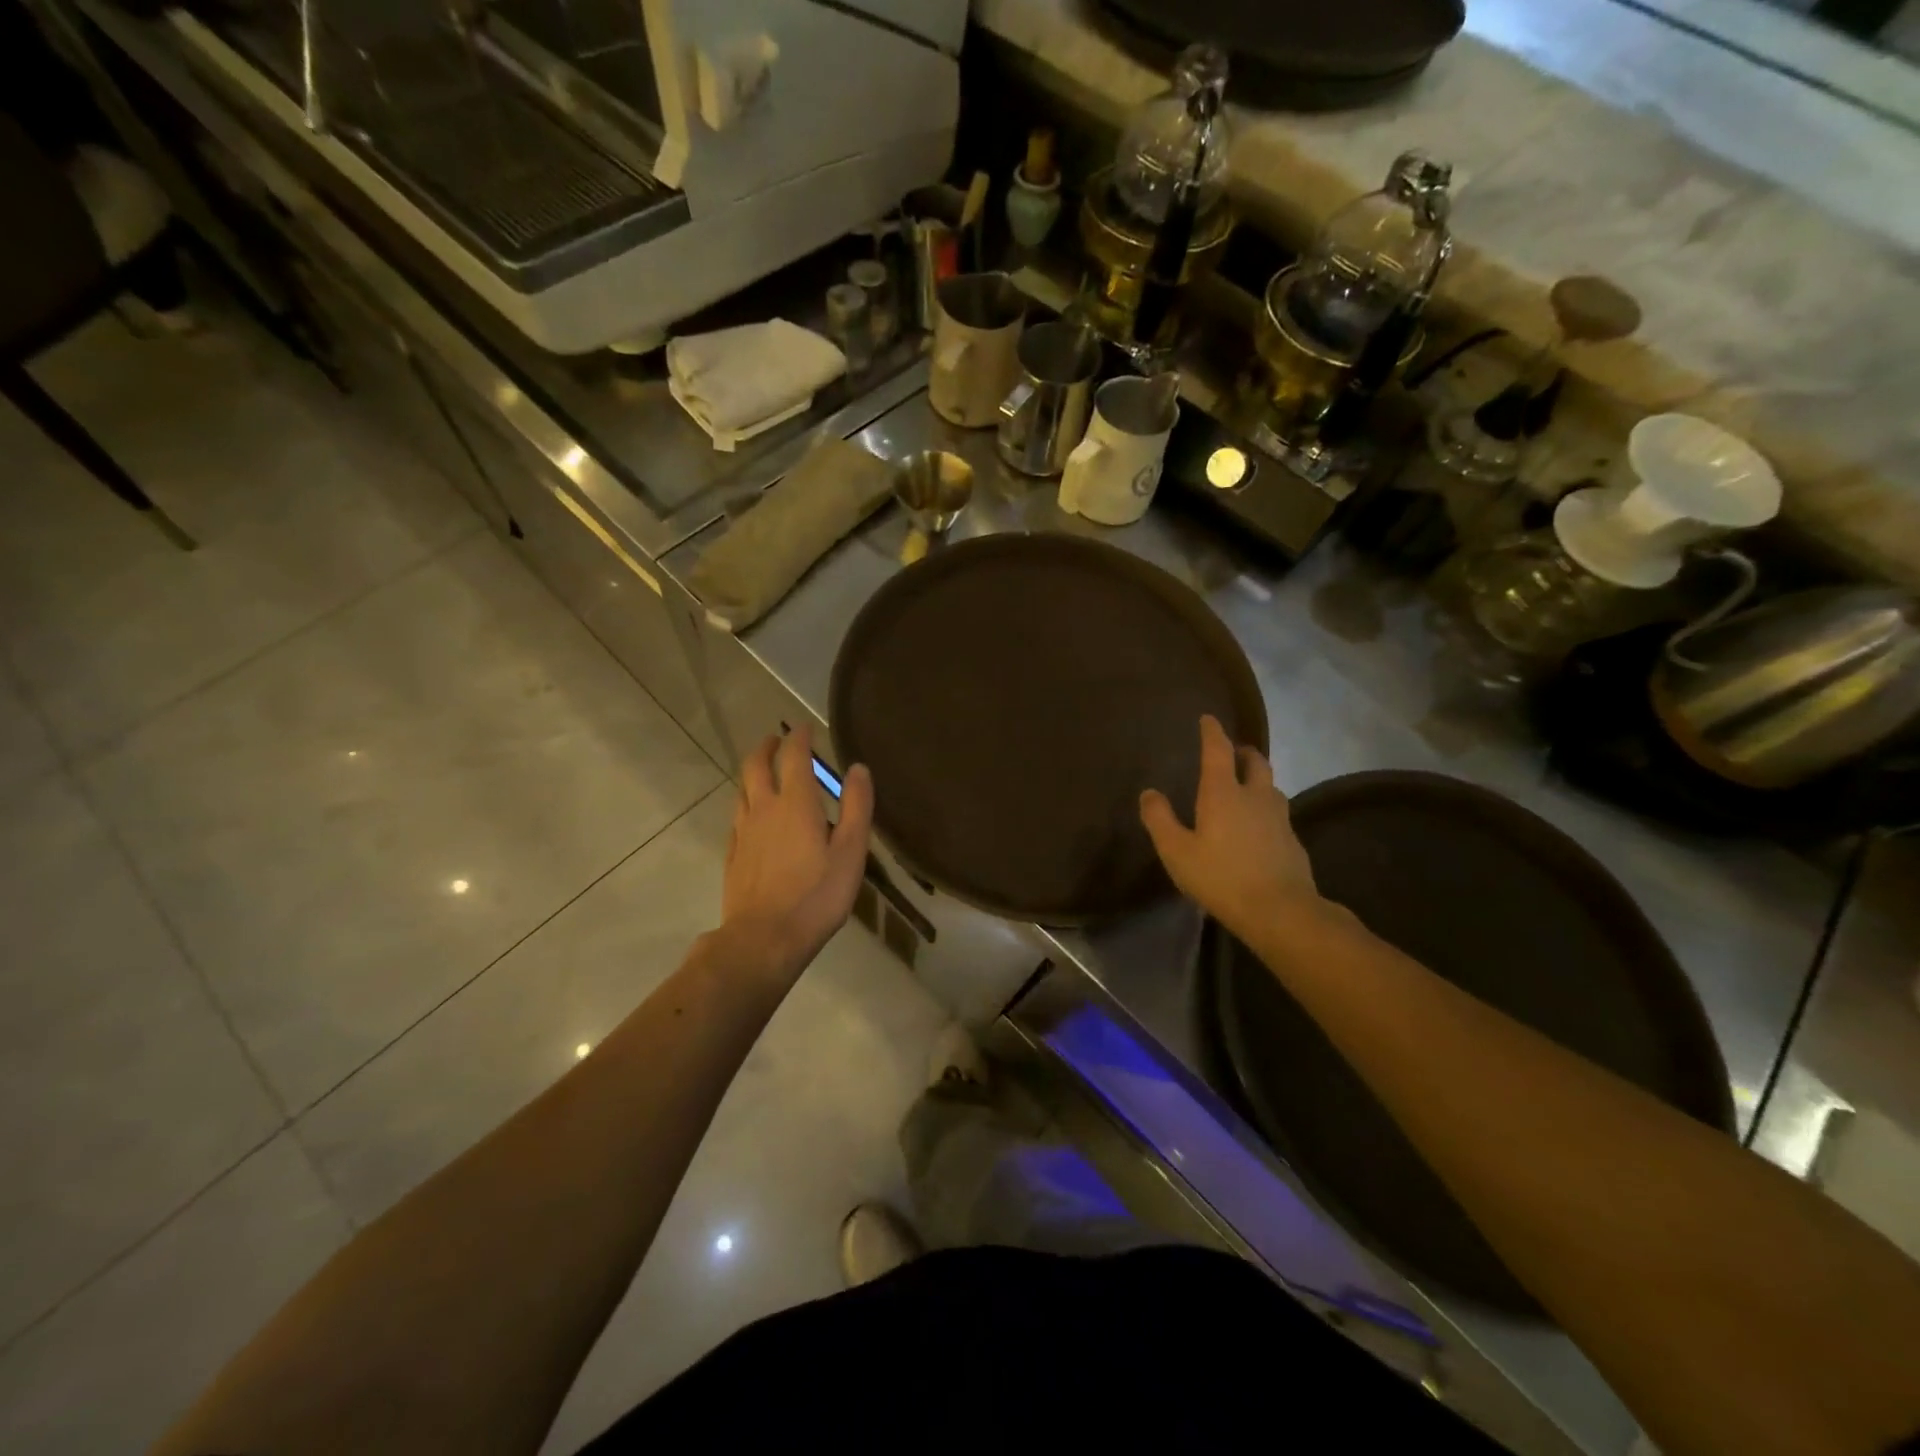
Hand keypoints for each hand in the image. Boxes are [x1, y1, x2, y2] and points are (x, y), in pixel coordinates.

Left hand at [721, 725, 872, 976]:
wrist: (764, 939)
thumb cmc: (816, 895)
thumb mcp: (850, 852)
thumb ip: (856, 807)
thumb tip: (858, 768)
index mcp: (795, 803)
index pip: (794, 757)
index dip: (799, 737)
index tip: (804, 726)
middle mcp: (763, 809)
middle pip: (756, 766)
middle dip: (767, 747)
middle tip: (776, 739)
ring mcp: (743, 832)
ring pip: (742, 790)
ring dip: (752, 773)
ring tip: (762, 772)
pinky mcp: (733, 855)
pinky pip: (736, 817)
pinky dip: (745, 803)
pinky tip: (751, 815)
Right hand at [1140, 715, 1322, 944]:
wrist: (1280, 910)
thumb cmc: (1220, 877)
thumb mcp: (1176, 851)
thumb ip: (1160, 820)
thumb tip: (1149, 793)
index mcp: (1223, 793)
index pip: (1218, 751)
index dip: (1212, 732)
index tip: (1208, 719)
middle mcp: (1255, 796)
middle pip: (1255, 762)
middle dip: (1243, 752)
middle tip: (1234, 752)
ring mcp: (1279, 818)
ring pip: (1271, 787)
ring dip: (1258, 780)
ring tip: (1246, 788)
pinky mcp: (1293, 841)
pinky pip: (1278, 815)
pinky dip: (1266, 811)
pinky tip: (1258, 829)